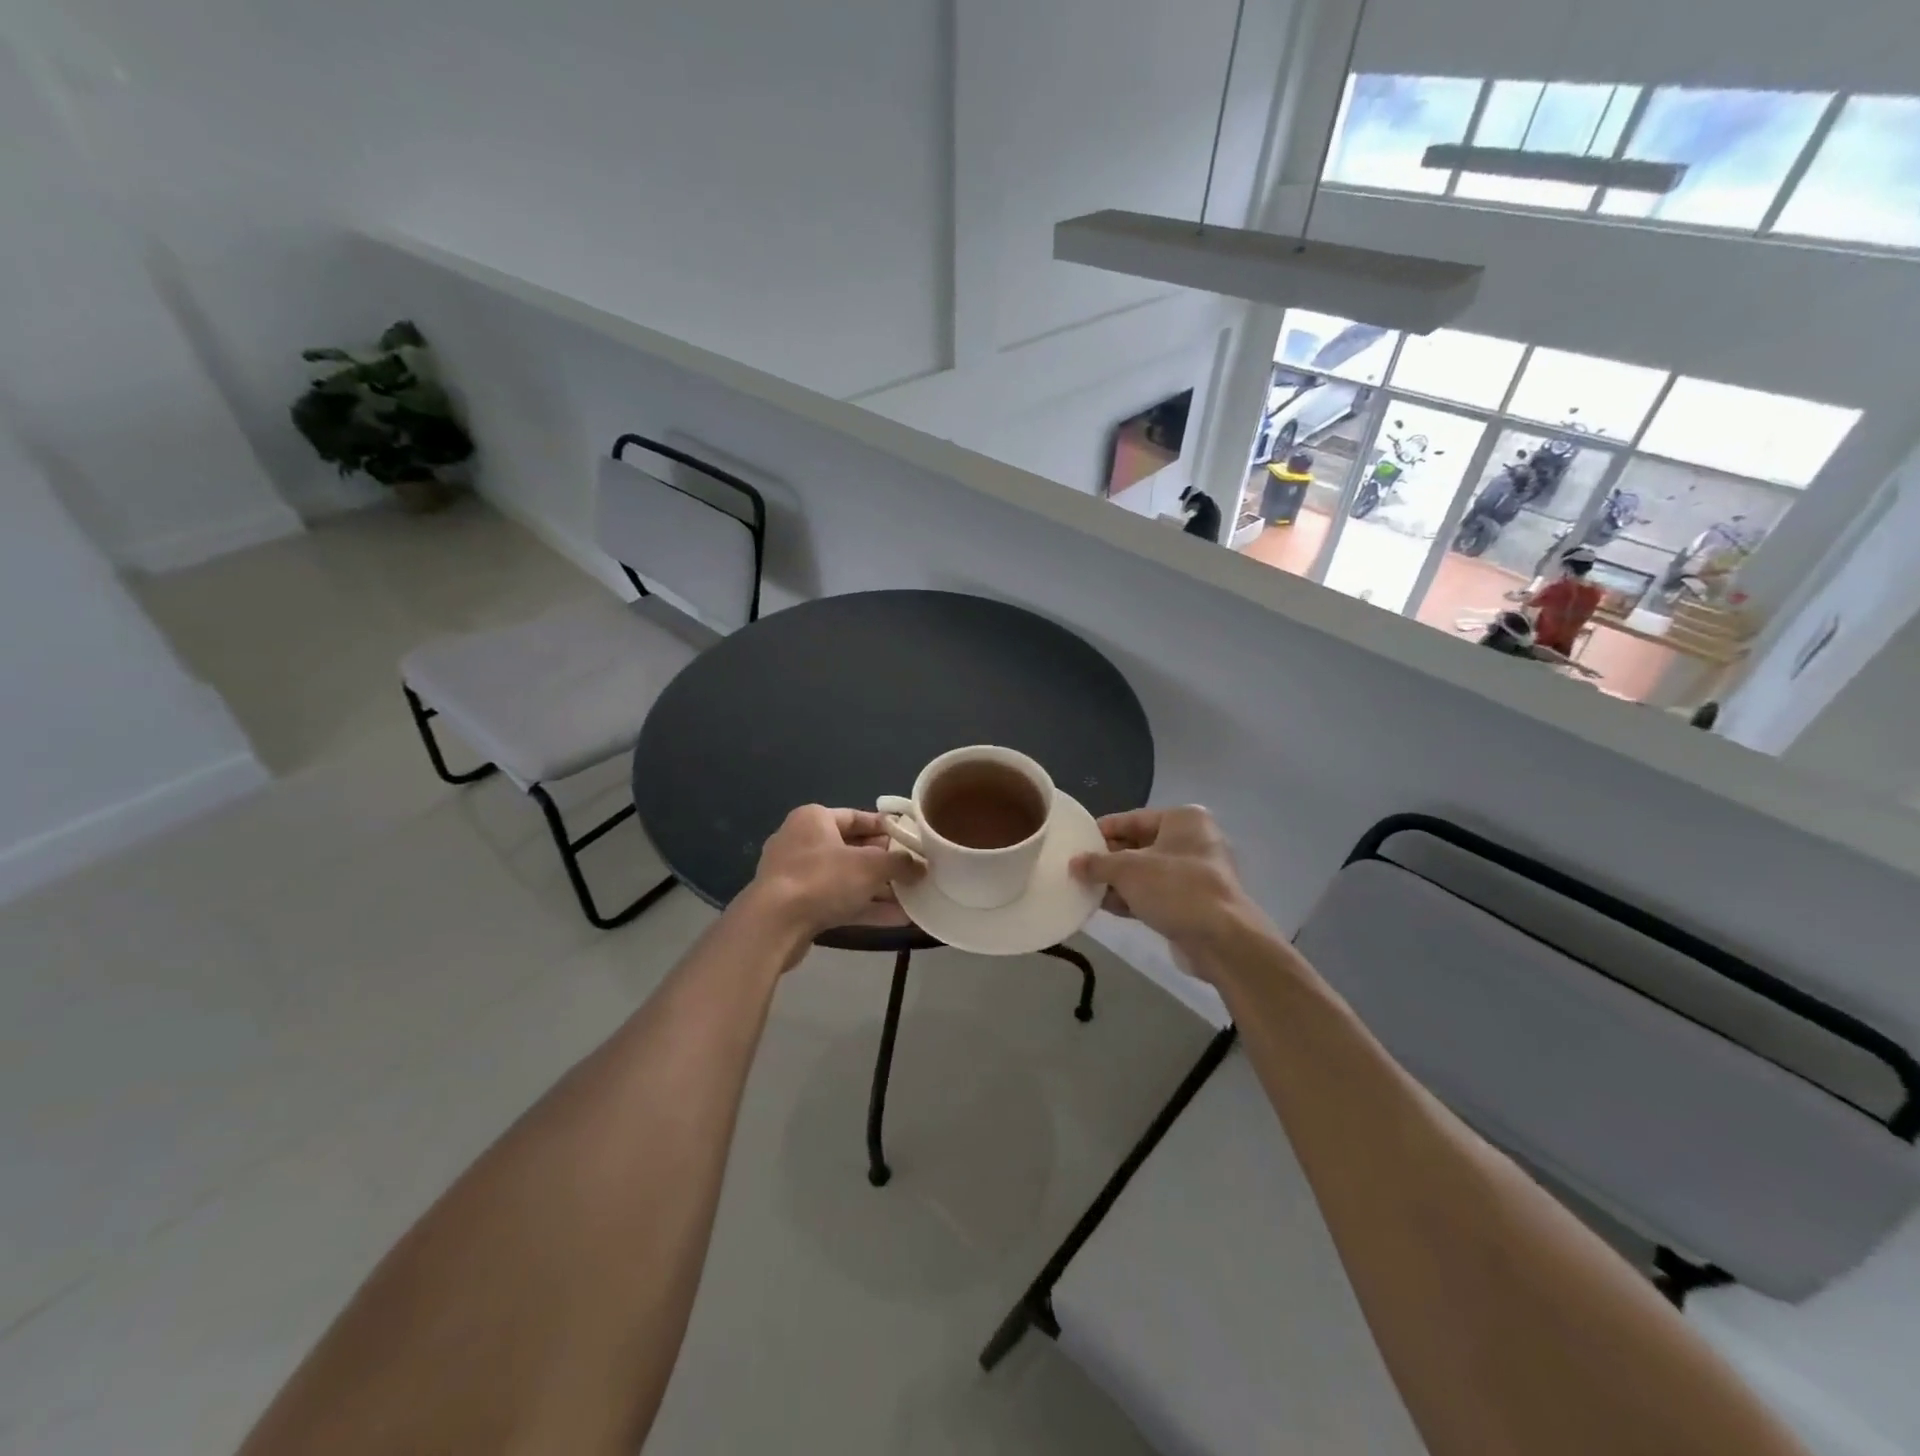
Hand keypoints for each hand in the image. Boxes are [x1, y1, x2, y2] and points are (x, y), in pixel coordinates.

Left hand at [745, 805, 923, 949]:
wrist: (774, 924)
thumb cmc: (823, 878)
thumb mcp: (871, 866)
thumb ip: (900, 863)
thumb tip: (921, 866)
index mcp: (814, 819)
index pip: (856, 817)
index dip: (885, 827)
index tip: (910, 839)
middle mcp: (802, 842)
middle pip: (852, 849)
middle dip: (884, 862)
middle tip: (913, 870)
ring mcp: (797, 876)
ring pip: (846, 878)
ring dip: (878, 889)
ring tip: (911, 896)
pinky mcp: (797, 906)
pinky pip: (837, 901)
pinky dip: (864, 907)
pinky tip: (896, 919)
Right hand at [1070, 806, 1262, 954]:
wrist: (1221, 939)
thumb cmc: (1175, 888)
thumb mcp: (1128, 870)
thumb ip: (1097, 863)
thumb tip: (1074, 863)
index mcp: (1183, 820)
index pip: (1132, 819)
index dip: (1102, 830)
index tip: (1076, 842)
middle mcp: (1192, 841)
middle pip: (1139, 845)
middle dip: (1108, 859)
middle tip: (1077, 868)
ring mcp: (1194, 874)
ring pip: (1146, 872)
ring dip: (1117, 881)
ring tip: (1084, 888)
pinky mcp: (1192, 903)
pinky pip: (1155, 894)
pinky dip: (1132, 898)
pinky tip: (1104, 906)